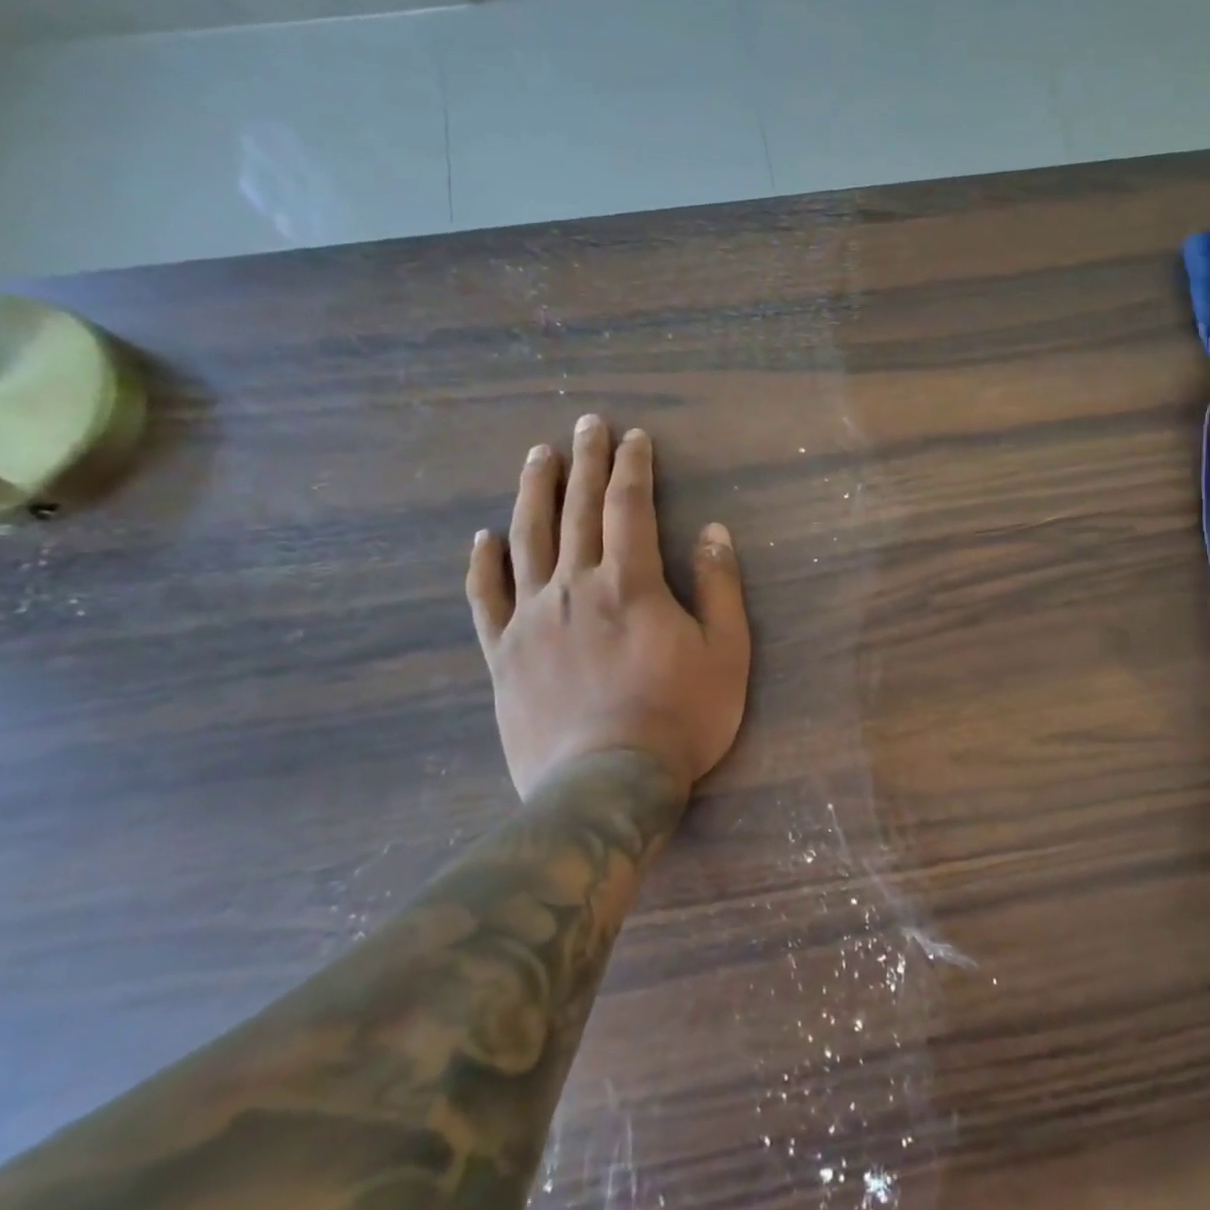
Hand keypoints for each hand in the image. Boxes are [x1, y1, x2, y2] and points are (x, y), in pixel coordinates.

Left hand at [465, 414, 750, 800]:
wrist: (607, 786)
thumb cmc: (680, 718)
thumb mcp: (727, 652)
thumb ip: (720, 586)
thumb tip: (712, 530)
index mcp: (630, 583)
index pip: (630, 507)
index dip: (632, 467)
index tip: (634, 437)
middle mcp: (576, 587)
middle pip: (578, 510)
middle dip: (585, 462)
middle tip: (586, 424)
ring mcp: (532, 619)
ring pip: (527, 540)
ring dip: (533, 493)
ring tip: (536, 456)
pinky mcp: (503, 654)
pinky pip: (486, 599)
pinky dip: (483, 565)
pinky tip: (482, 538)